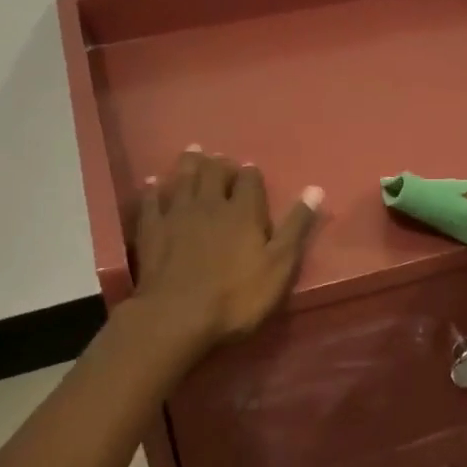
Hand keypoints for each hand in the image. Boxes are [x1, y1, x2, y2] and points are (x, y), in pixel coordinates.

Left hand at [132, 149, 322, 347]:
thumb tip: (315, 189)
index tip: (251, 172)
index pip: (250, 180)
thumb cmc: (236, 296)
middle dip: (220, 163)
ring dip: (190, 163)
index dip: (251, 174)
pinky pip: (151, 201)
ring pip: (184, 178)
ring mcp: (177, 214)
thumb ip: (296, 227)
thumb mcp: (279, 266)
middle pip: (214, 172)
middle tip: (220, 159)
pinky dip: (153, 189)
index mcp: (243, 211)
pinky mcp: (151, 229)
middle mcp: (210, 203)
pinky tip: (152, 182)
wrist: (177, 316)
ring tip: (194, 151)